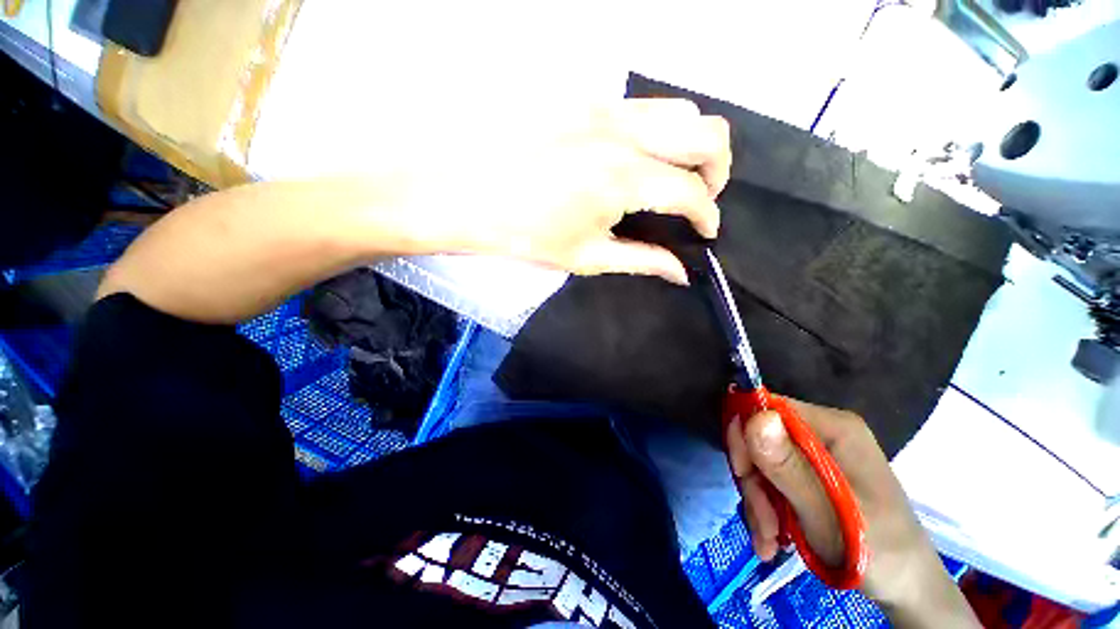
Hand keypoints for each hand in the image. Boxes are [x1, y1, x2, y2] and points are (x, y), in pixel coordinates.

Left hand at [442, 99, 730, 283]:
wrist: (464, 193)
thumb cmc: (524, 234)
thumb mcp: (587, 257)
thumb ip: (642, 260)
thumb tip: (680, 272)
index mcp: (623, 179)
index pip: (691, 191)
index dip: (707, 215)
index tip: (706, 231)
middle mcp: (624, 133)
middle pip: (705, 131)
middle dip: (718, 169)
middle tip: (701, 197)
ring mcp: (603, 106)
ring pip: (678, 109)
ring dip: (690, 144)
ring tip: (675, 175)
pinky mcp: (583, 97)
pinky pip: (641, 106)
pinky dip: (656, 131)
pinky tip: (637, 157)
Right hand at [726, 400, 978, 625]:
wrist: (906, 587)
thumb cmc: (877, 551)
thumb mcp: (827, 513)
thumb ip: (788, 466)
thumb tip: (755, 417)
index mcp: (835, 428)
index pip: (768, 409)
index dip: (746, 435)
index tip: (741, 473)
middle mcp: (823, 433)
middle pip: (761, 439)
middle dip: (754, 481)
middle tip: (763, 522)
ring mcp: (817, 455)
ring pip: (762, 464)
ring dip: (759, 502)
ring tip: (770, 541)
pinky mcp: (811, 475)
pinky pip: (772, 481)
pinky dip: (767, 509)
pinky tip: (773, 539)